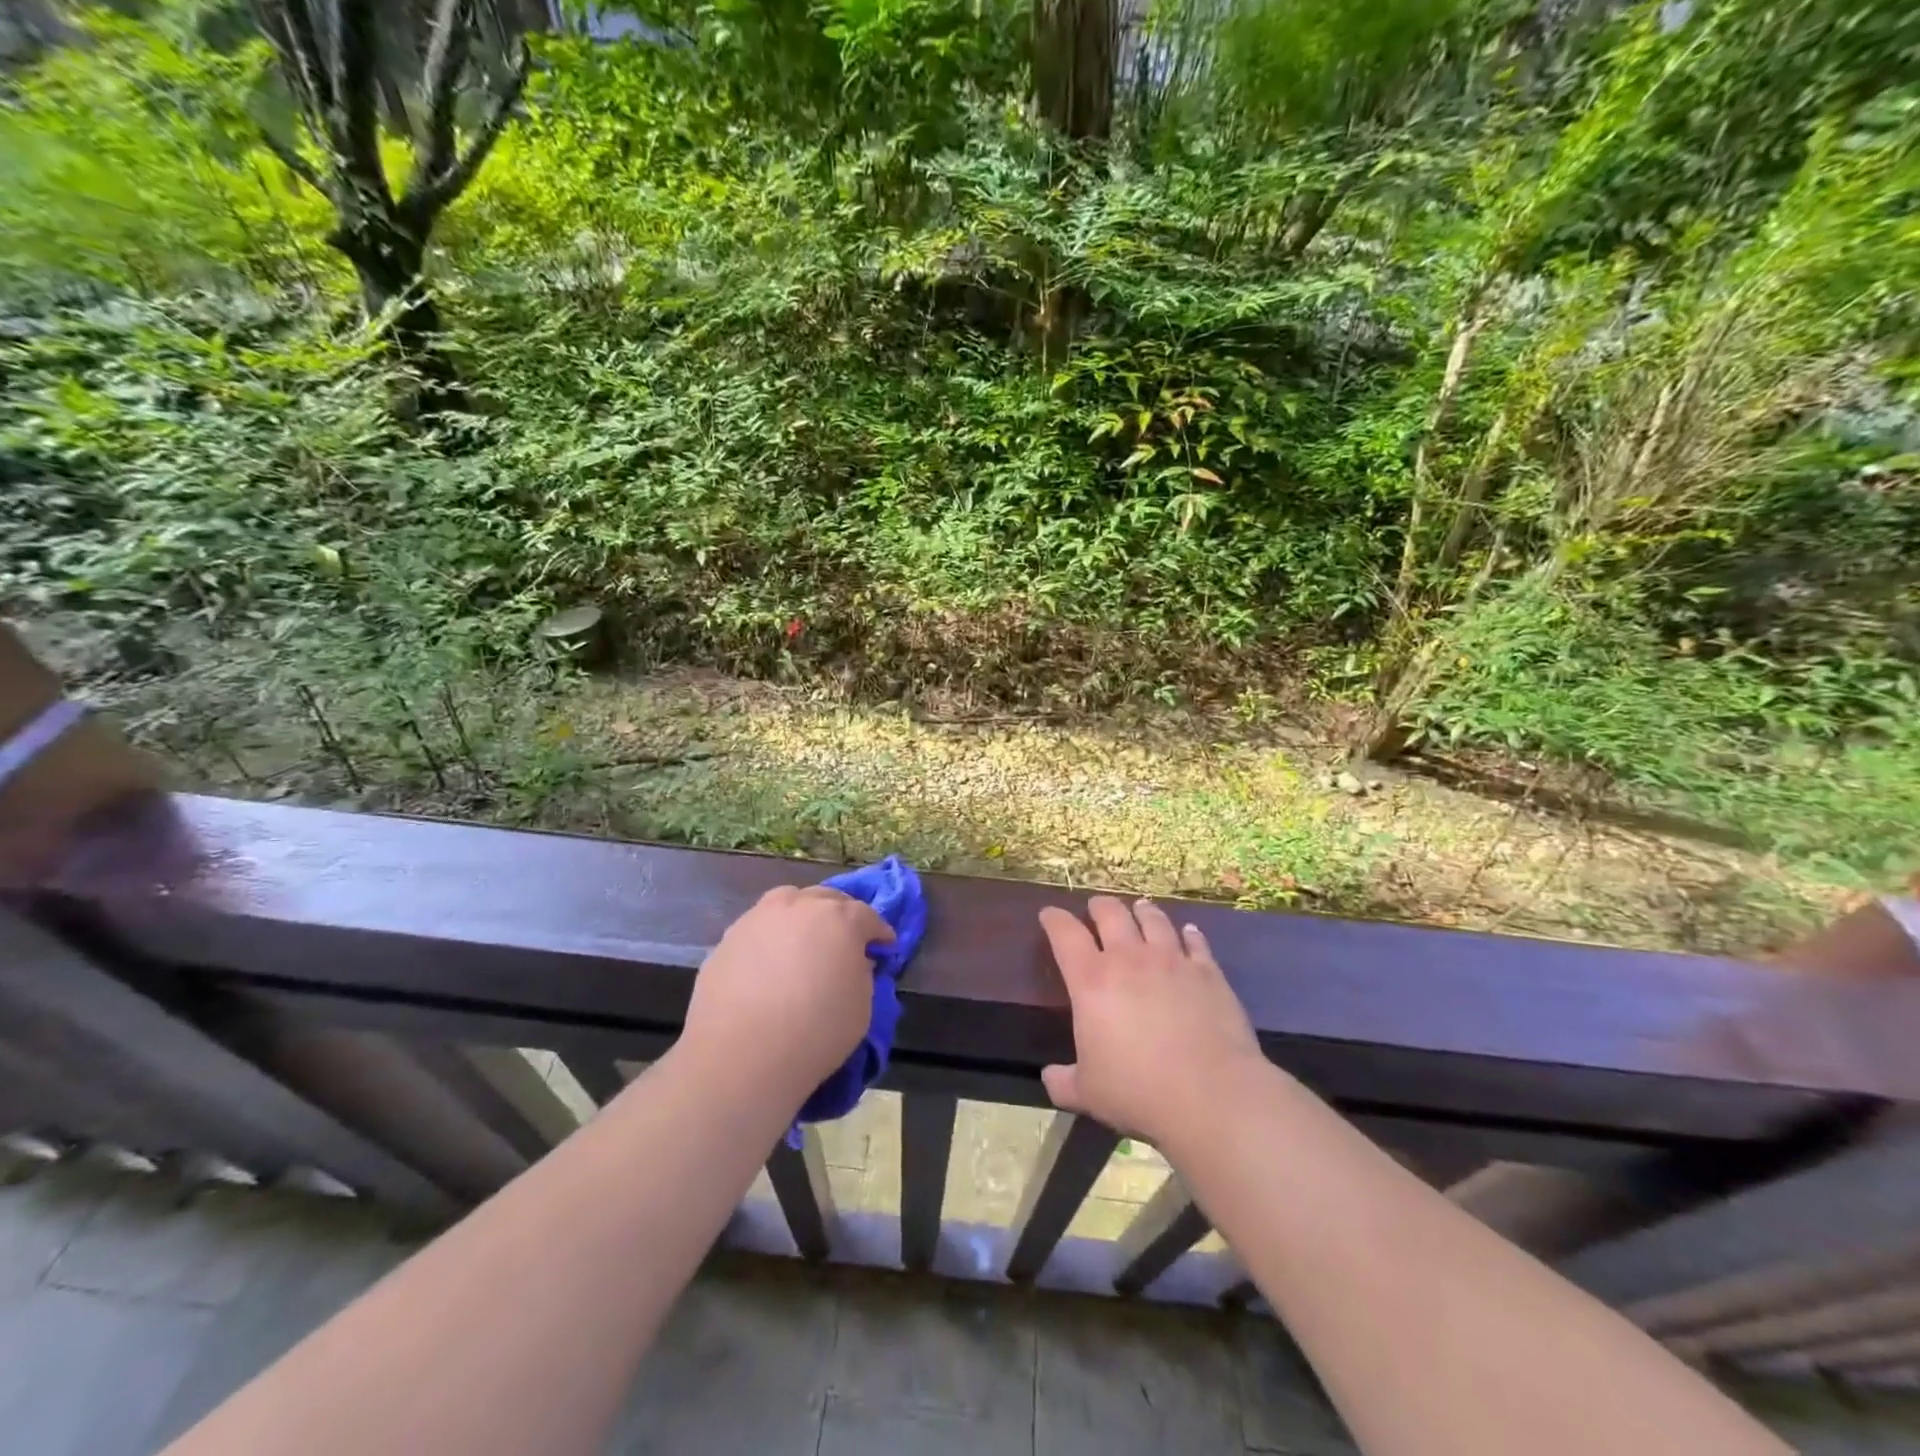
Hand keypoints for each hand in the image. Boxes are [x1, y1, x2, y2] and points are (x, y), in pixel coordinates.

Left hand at [682, 884, 892, 1099]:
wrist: (742, 1056)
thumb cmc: (816, 1032)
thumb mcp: (862, 1006)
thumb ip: (862, 974)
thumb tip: (853, 961)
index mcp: (840, 918)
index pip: (868, 916)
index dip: (879, 933)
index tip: (884, 947)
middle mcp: (800, 906)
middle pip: (827, 899)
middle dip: (840, 915)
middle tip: (844, 940)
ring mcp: (759, 918)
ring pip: (788, 904)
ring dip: (802, 917)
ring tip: (803, 942)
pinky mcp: (728, 938)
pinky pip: (759, 929)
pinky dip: (770, 939)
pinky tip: (768, 964)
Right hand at [1038, 896, 1266, 1148]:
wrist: (1211, 1094)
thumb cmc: (1138, 1092)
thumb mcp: (1088, 1094)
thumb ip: (1064, 1081)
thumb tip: (1050, 1077)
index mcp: (1091, 981)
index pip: (1065, 934)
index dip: (1054, 920)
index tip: (1049, 914)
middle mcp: (1129, 959)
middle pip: (1111, 914)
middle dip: (1099, 906)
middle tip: (1096, 907)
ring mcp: (1172, 960)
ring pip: (1153, 919)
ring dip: (1143, 911)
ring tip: (1140, 907)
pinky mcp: (1208, 971)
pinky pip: (1195, 941)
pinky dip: (1188, 934)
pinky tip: (1188, 932)